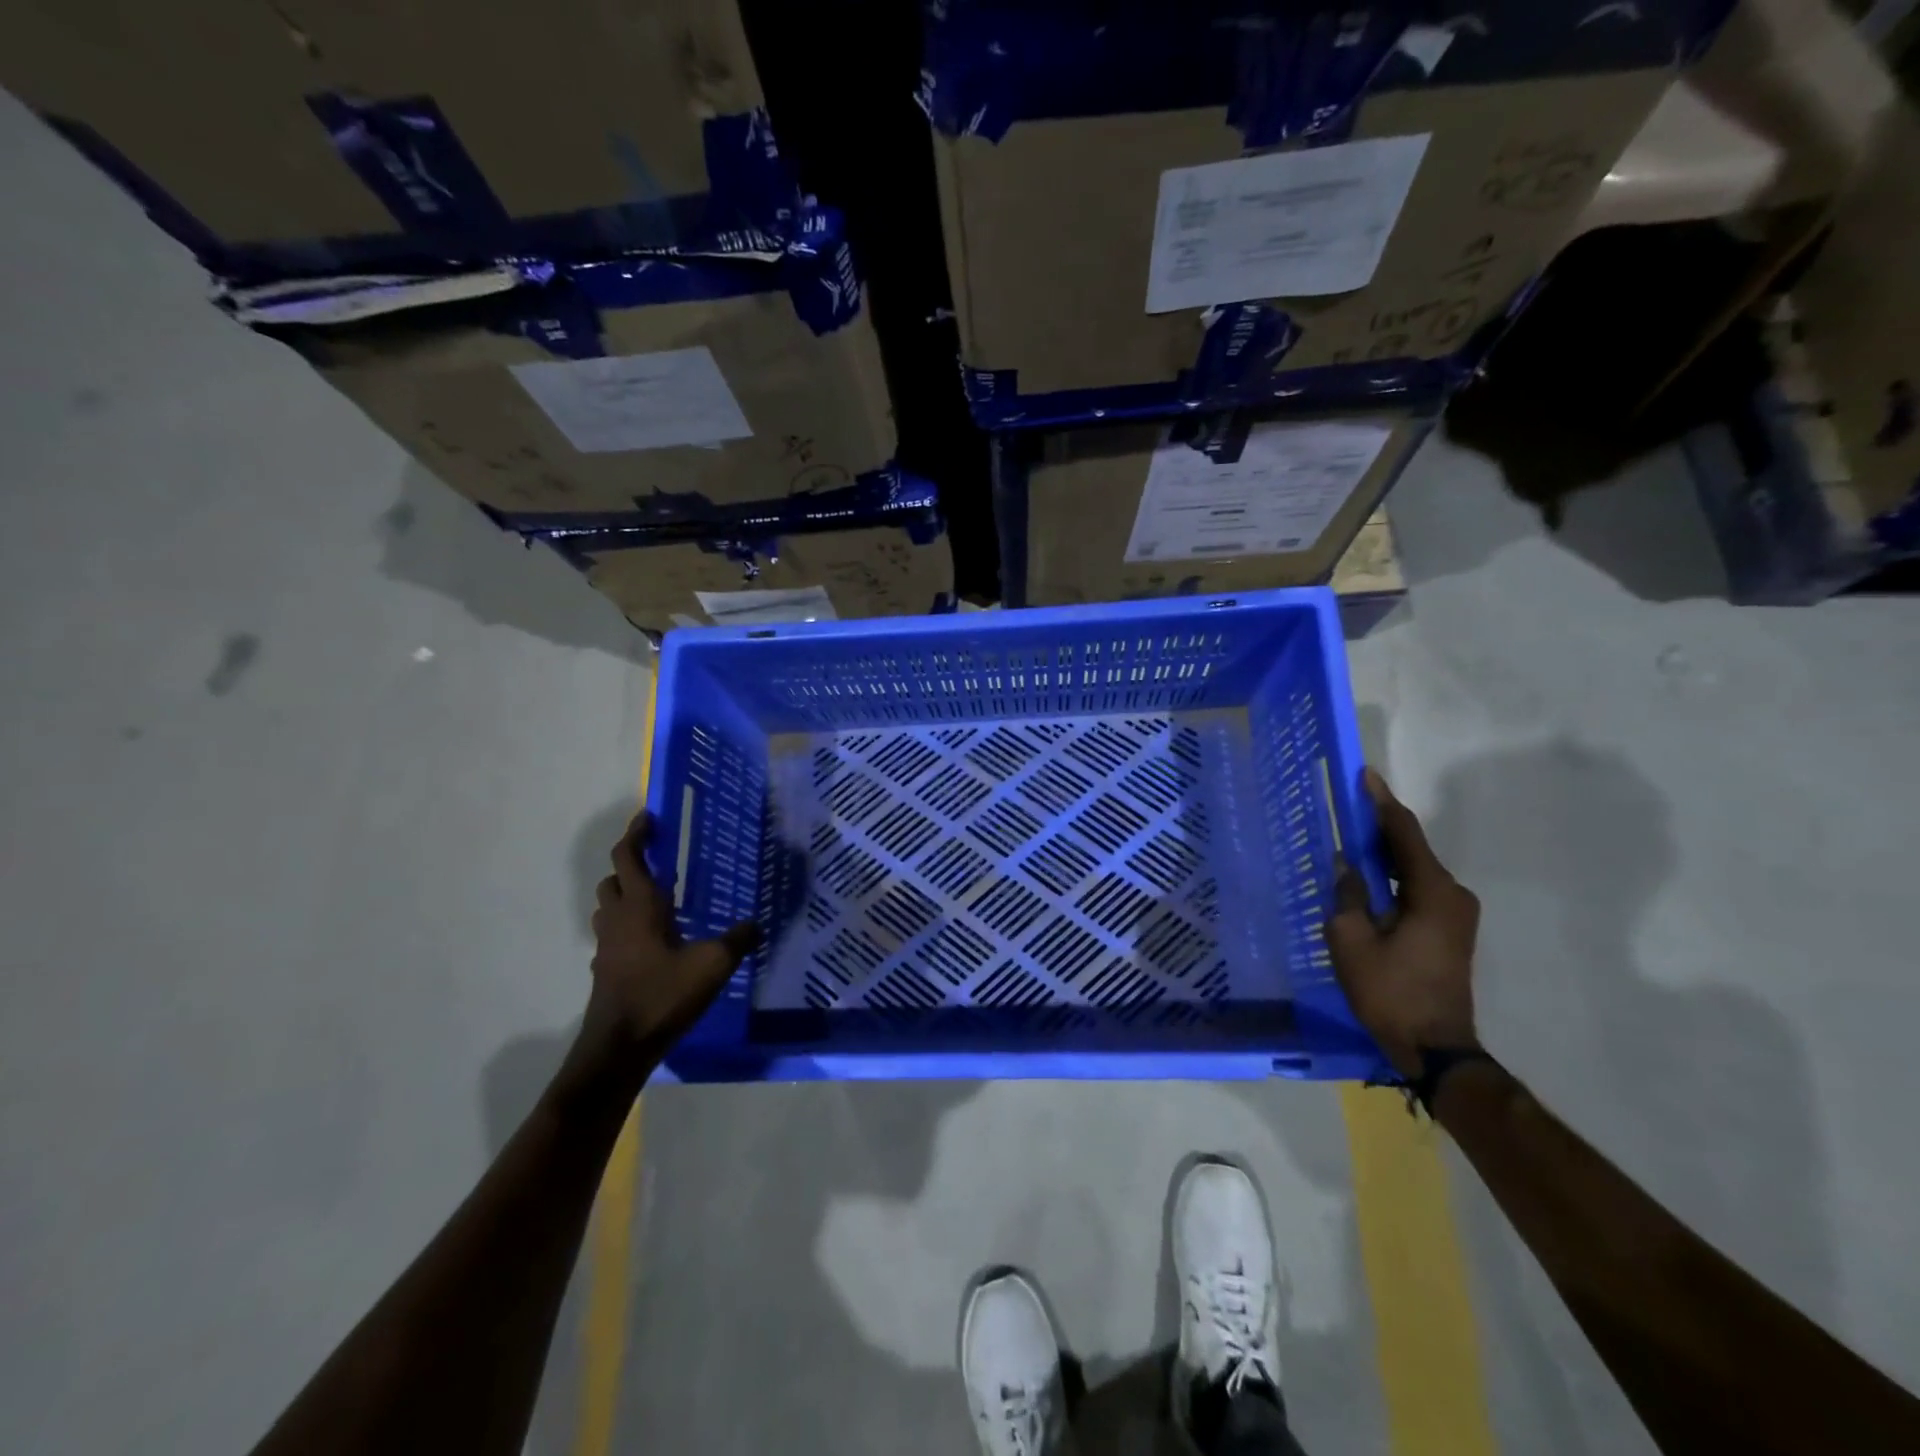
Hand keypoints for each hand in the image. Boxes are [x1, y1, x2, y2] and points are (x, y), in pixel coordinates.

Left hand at [584, 811, 761, 1068]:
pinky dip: (628, 926)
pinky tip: (654, 942)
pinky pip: (613, 935)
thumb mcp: (712, 965)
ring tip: (658, 899)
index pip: (628, 857)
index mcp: (640, 907)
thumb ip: (737, 940)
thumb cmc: (663, 995)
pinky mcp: (606, 970)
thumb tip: (756, 923)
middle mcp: (618, 919)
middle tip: (659, 860)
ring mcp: (607, 946)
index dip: (636, 833)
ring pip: (609, 907)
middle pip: (613, 879)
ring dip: (625, 895)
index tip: (649, 817)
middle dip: (631, 864)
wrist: (619, 1048)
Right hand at [1327, 770, 1480, 1077]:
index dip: (1381, 802)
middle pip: (1411, 848)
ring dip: (1383, 855)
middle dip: (1377, 826)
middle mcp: (1452, 894)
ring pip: (1413, 870)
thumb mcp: (1351, 940)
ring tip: (1348, 841)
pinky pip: (1417, 889)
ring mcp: (1455, 914)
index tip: (1364, 775)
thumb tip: (1345, 864)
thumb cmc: (1390, 991)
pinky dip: (1392, 877)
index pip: (1403, 832)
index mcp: (1432, 891)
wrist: (1435, 1048)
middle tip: (1345, 808)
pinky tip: (1367, 879)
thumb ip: (1347, 894)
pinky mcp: (1450, 930)